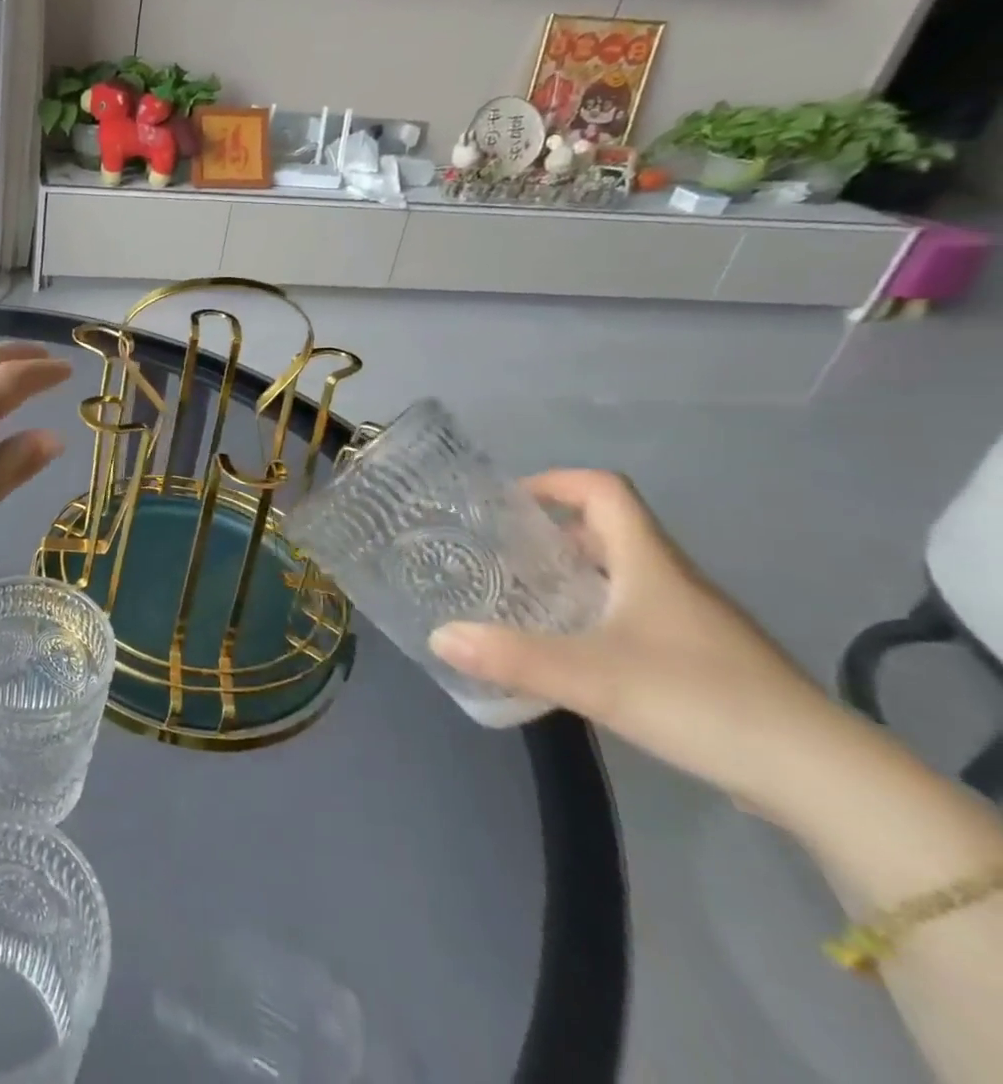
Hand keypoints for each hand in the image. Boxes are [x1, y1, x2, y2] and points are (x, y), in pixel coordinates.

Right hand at [428, 469, 838, 811]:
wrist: (822, 778)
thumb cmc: (701, 700)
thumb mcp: (591, 676)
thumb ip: (510, 655)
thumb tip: (437, 636)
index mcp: (650, 562)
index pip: (605, 490)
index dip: (555, 482)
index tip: (507, 501)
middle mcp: (673, 580)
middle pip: (609, 530)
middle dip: (552, 533)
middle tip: (501, 553)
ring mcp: (694, 621)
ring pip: (623, 574)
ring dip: (574, 575)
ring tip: (524, 597)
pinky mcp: (705, 660)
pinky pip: (638, 614)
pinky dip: (598, 614)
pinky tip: (574, 650)